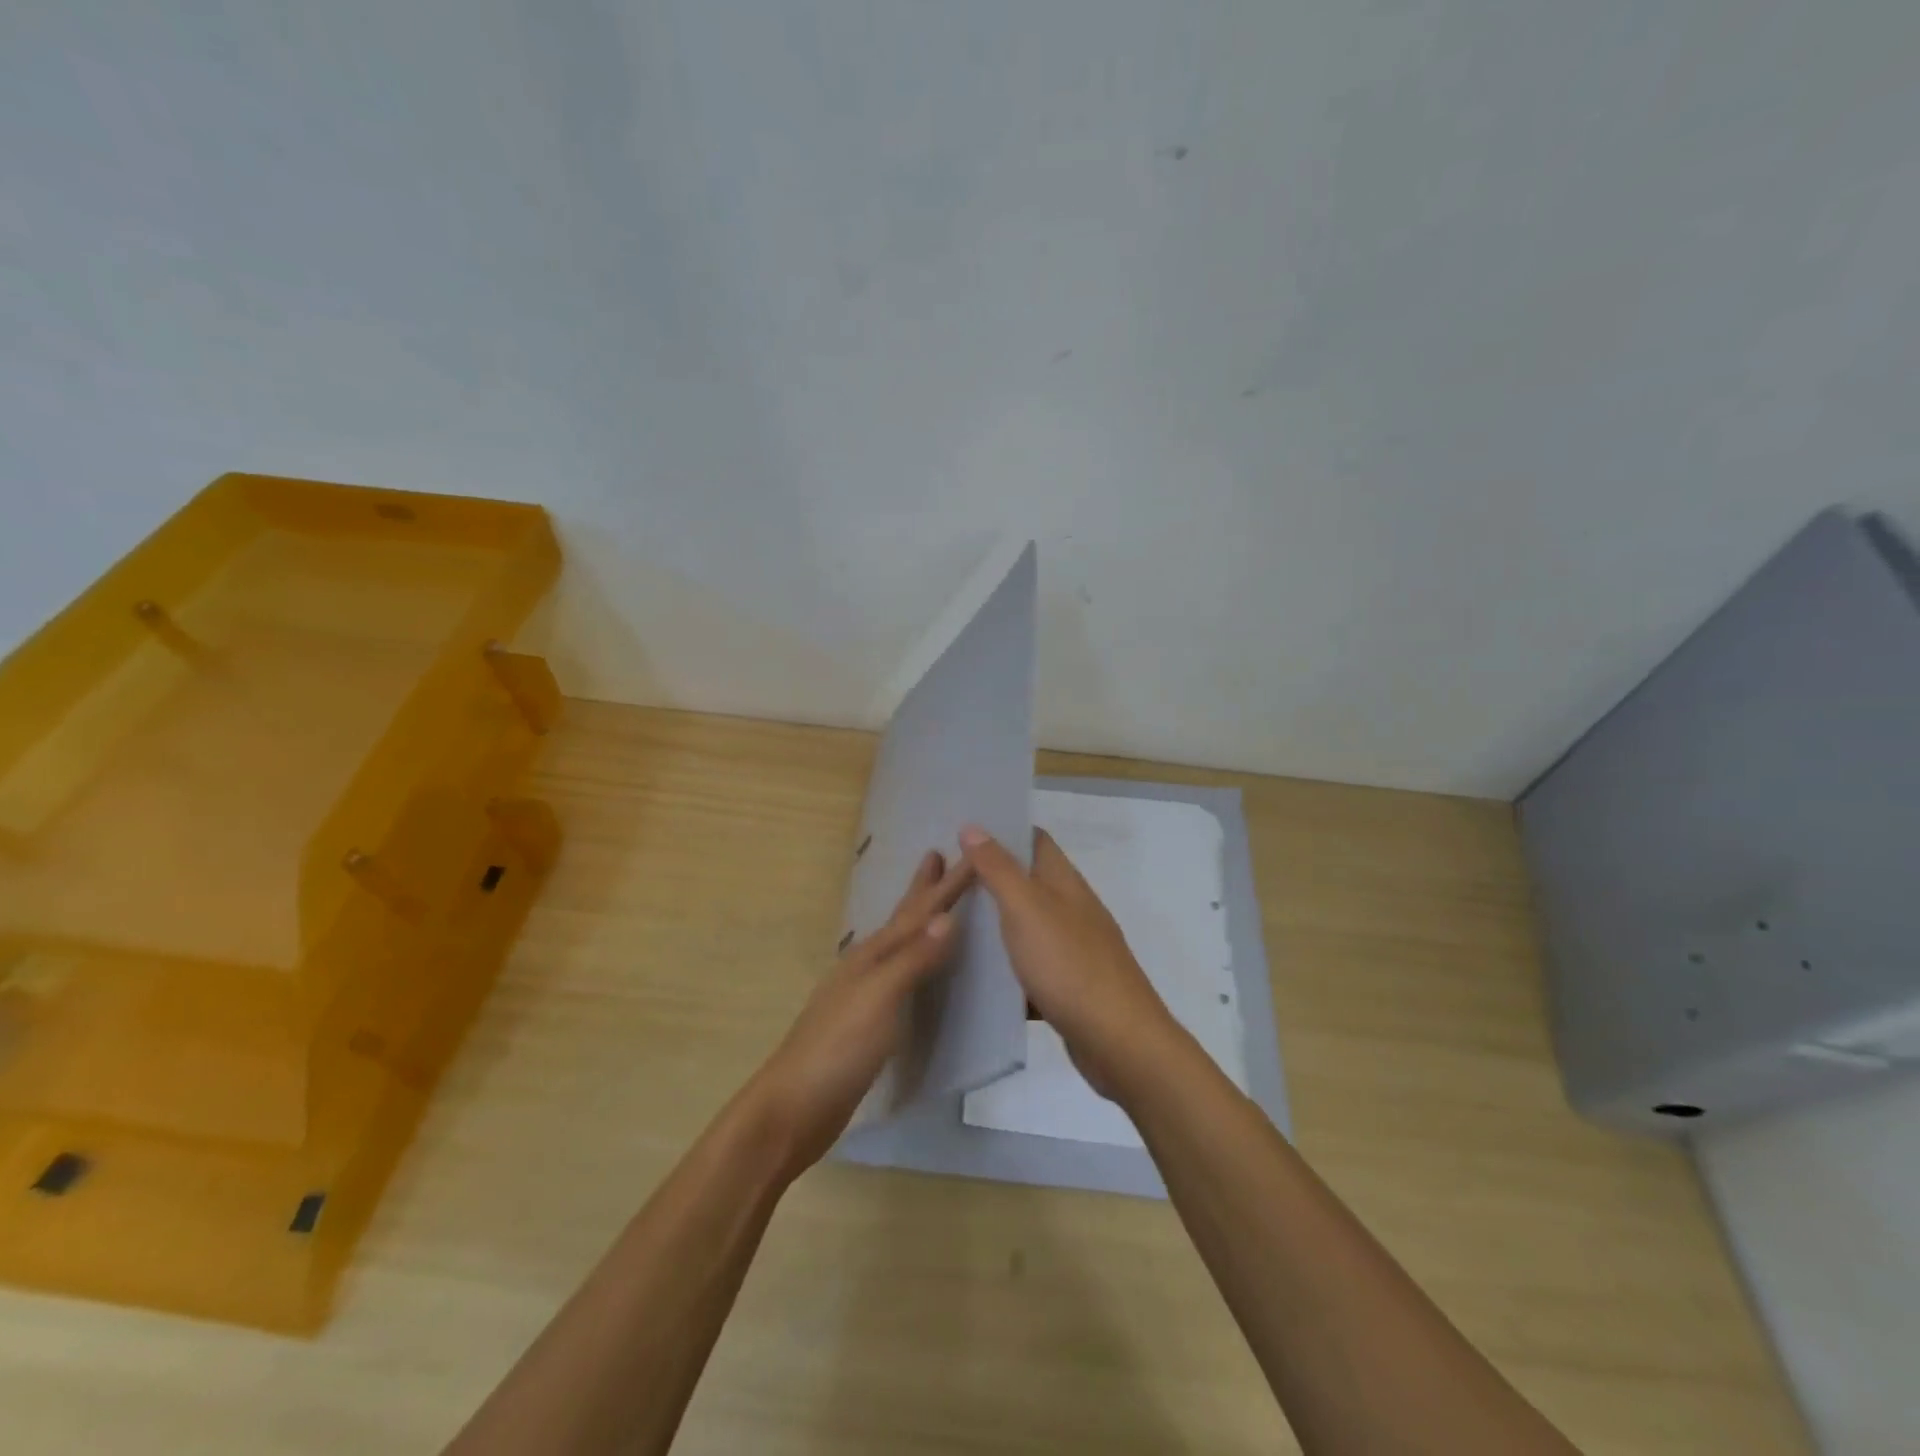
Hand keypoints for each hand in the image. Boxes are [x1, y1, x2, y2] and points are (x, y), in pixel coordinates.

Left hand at [747, 848, 973, 1178]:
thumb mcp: (880, 998)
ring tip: (933, 905)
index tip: (972, 854)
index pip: (918, 913)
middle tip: (937, 854)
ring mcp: (864, 994)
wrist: (794, 1107)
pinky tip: (918, 970)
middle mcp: (868, 966)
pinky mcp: (868, 1023)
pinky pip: (901, 977)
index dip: (945, 885)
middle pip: (902, 920)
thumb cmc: (838, 1048)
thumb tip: (947, 916)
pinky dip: (916, 961)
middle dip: (922, 889)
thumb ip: (913, 959)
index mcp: (872, 955)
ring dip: (918, 921)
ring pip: (901, 946)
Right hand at [959, 824, 1181, 1101]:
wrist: (1119, 1042)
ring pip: (1026, 923)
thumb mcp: (1026, 909)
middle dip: (989, 877)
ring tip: (947, 921)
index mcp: (1064, 882)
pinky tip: (975, 973)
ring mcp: (1073, 948)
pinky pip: (1030, 965)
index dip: (1001, 830)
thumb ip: (998, 868)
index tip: (959, 833)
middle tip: (941, 880)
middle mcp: (1072, 908)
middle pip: (1027, 880)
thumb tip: (973, 825)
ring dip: (994, 920)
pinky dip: (1005, 964)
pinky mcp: (1068, 985)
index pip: (1033, 839)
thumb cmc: (1070, 965)